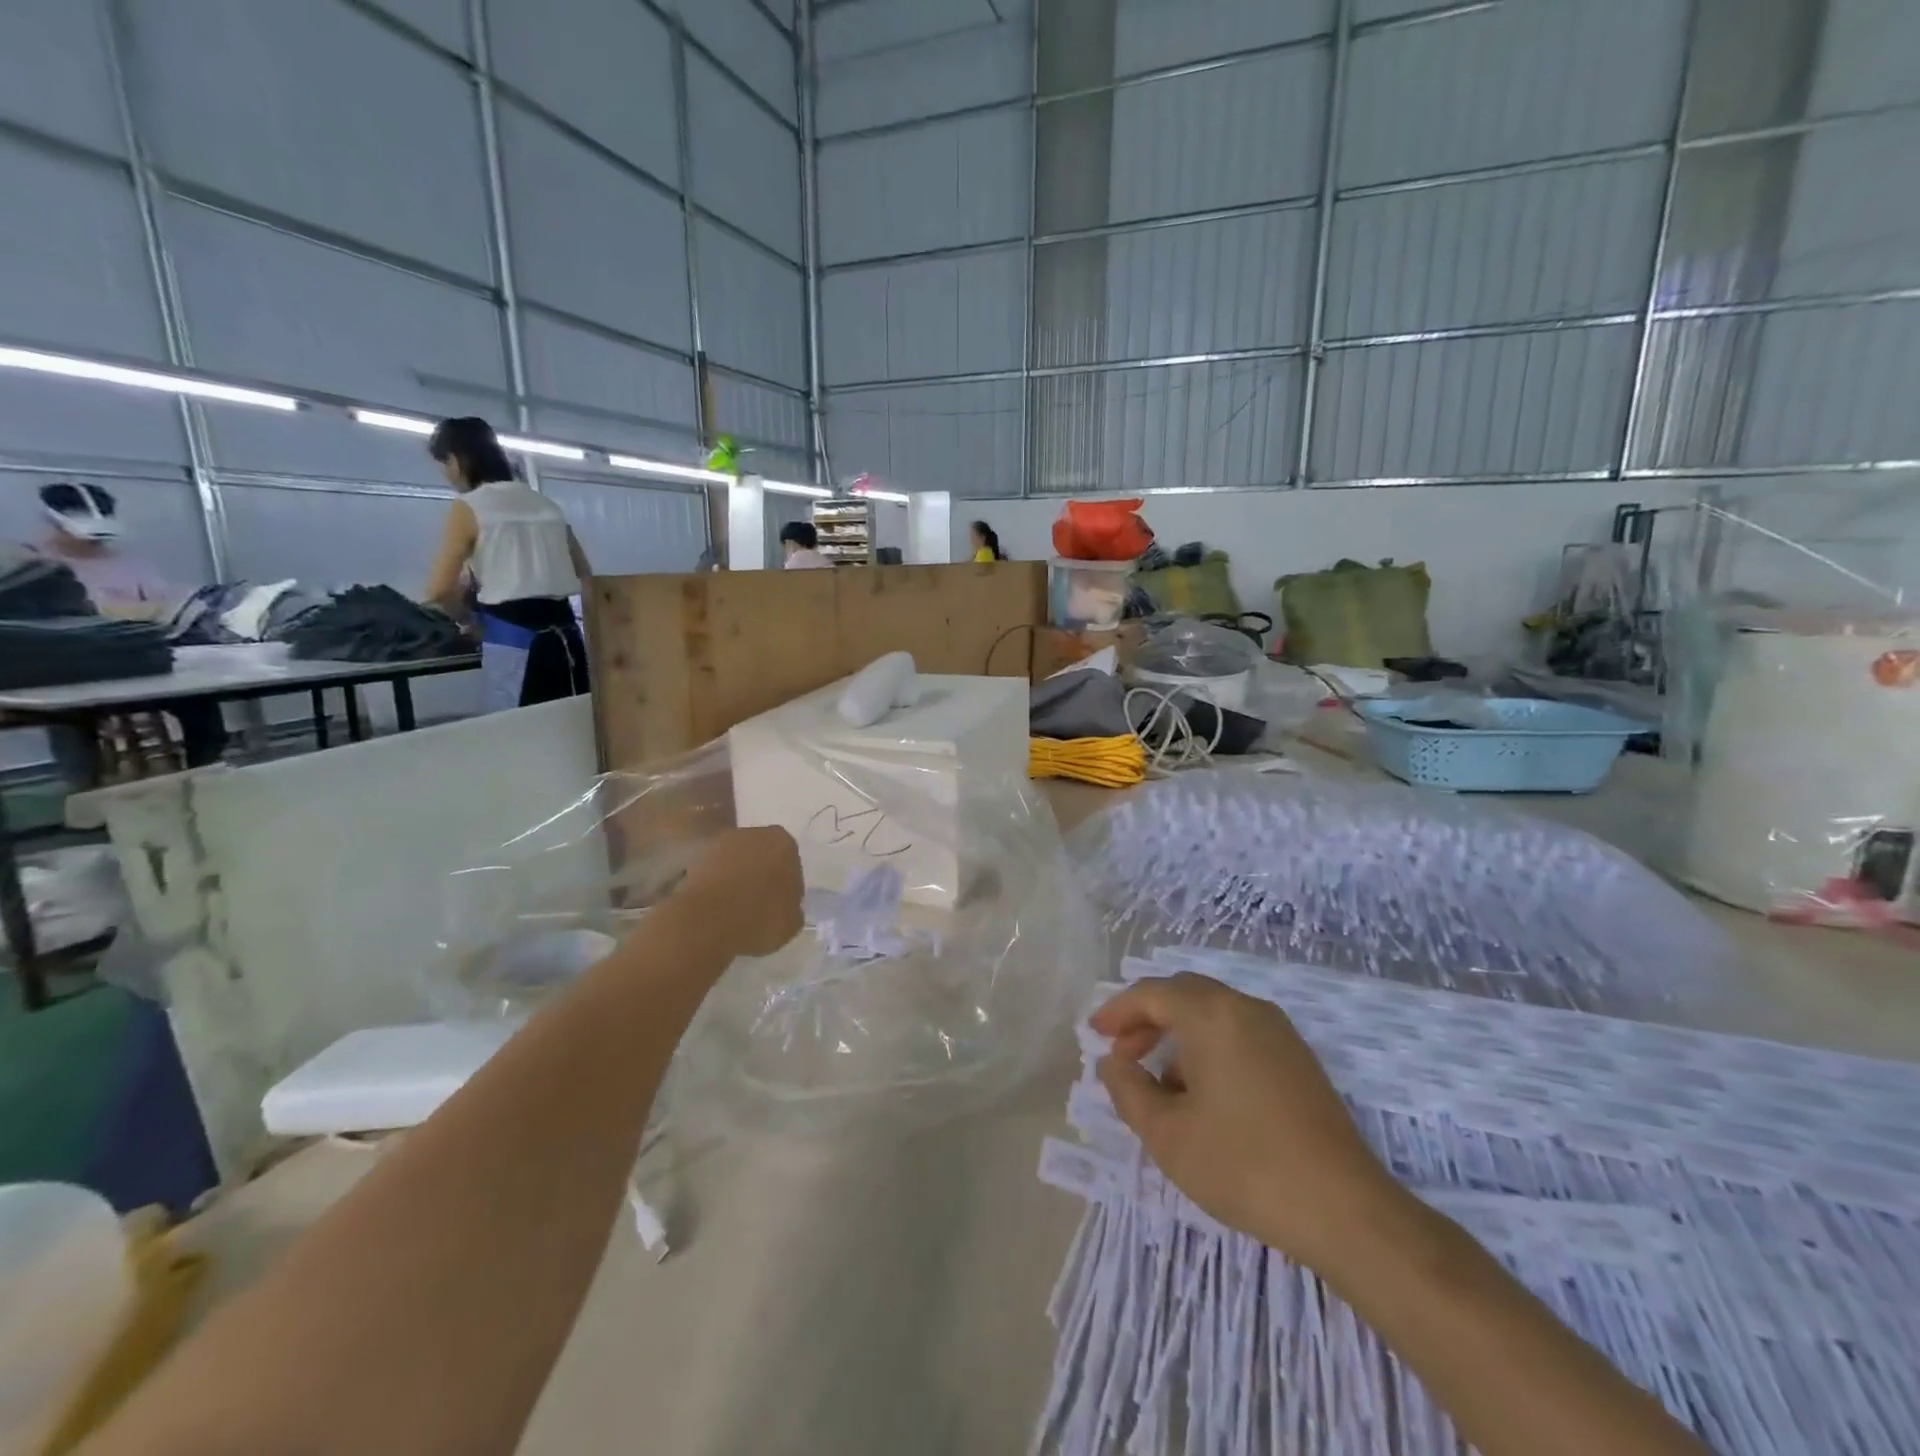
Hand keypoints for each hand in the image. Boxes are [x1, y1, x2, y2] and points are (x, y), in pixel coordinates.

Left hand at [673, 826, 803, 958]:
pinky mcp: (695, 859)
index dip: (786, 883)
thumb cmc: (760, 917)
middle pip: (761, 854)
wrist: (707, 921)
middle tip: (759, 903)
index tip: (781, 903)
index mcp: (783, 842)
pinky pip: (713, 873)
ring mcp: (720, 844)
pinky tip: (717, 909)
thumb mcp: (792, 922)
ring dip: (736, 879)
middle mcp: (753, 834)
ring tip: (735, 909)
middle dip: (761, 874)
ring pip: (735, 862)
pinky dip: (716, 886)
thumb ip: (792, 907)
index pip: (791, 860)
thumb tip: (786, 906)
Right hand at [1092, 973, 1410, 1272]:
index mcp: (1211, 1015)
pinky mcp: (1299, 1059)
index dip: (1117, 1011)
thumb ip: (1128, 1090)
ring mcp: (1279, 1032)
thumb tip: (1113, 1064)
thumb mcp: (1167, 1134)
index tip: (1095, 1035)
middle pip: (1184, 994)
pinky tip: (1204, 1094)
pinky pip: (1239, 1033)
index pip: (1152, 993)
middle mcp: (1246, 1009)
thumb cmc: (1243, 1165)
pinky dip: (1209, 1046)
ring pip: (1213, 1013)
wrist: (1345, 1210)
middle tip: (1122, 1052)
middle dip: (1147, 1018)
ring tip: (1159, 1081)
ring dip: (1178, 1033)